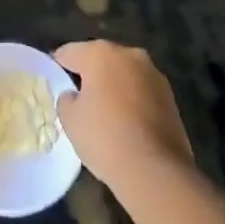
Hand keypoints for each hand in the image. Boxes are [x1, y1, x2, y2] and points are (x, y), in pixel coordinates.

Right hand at [54, 41, 194, 194]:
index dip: (58, 66)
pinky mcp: (170, 96)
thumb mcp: (70, 120)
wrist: (155, 171)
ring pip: (124, 74)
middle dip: (90, 74)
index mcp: (100, 53)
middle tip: (79, 97)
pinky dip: (132, 100)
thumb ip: (66, 99)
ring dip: (114, 86)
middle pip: (101, 59)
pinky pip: (142, 91)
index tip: (54, 80)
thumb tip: (74, 95)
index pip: (69, 52)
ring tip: (105, 112)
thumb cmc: (104, 137)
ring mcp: (153, 74)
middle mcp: (128, 54)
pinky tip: (126, 123)